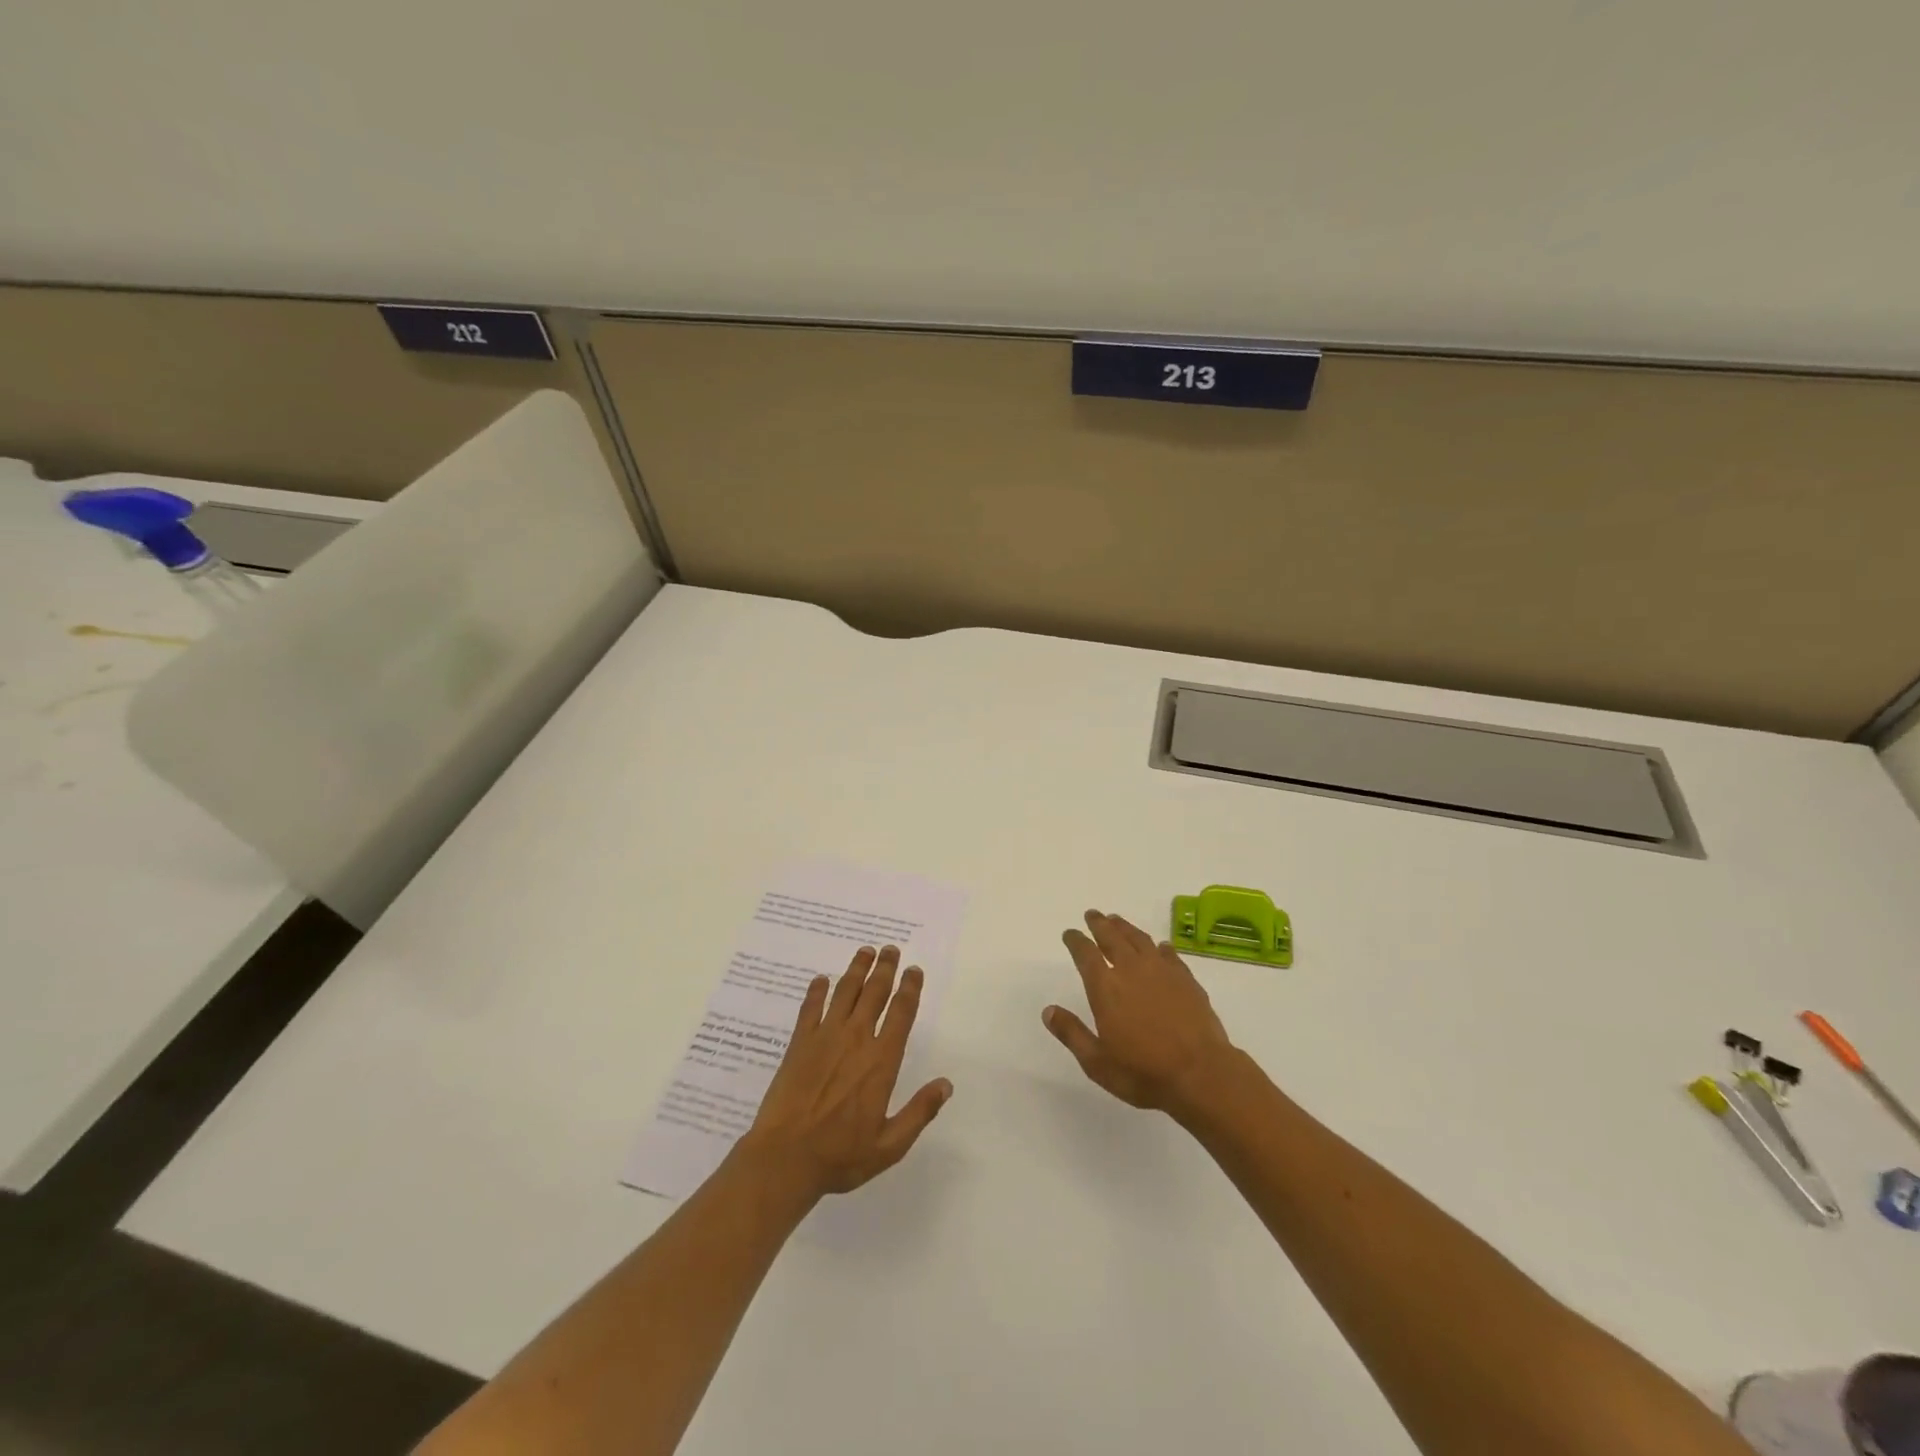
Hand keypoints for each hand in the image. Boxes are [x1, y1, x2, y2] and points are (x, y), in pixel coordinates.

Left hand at [739, 945, 951, 1201]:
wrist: (784, 1158)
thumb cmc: (840, 1155)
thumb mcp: (890, 1145)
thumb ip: (919, 1113)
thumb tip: (946, 1085)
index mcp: (881, 1061)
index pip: (901, 1014)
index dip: (910, 989)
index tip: (914, 971)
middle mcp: (856, 1040)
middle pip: (874, 993)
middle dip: (885, 968)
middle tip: (891, 949)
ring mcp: (825, 1038)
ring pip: (845, 992)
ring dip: (856, 969)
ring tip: (865, 951)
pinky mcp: (799, 1043)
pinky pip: (810, 1008)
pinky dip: (817, 991)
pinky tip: (821, 980)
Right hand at [1044, 910, 1234, 1113]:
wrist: (1201, 1074)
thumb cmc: (1143, 1072)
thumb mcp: (1097, 1062)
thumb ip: (1072, 1033)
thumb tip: (1048, 1011)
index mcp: (1106, 988)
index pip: (1085, 954)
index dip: (1076, 941)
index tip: (1069, 933)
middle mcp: (1132, 971)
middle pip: (1112, 938)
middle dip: (1100, 924)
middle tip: (1092, 914)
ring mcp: (1162, 972)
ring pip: (1140, 939)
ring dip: (1126, 928)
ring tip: (1117, 920)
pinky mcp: (1186, 980)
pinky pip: (1169, 954)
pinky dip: (1160, 947)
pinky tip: (1160, 947)